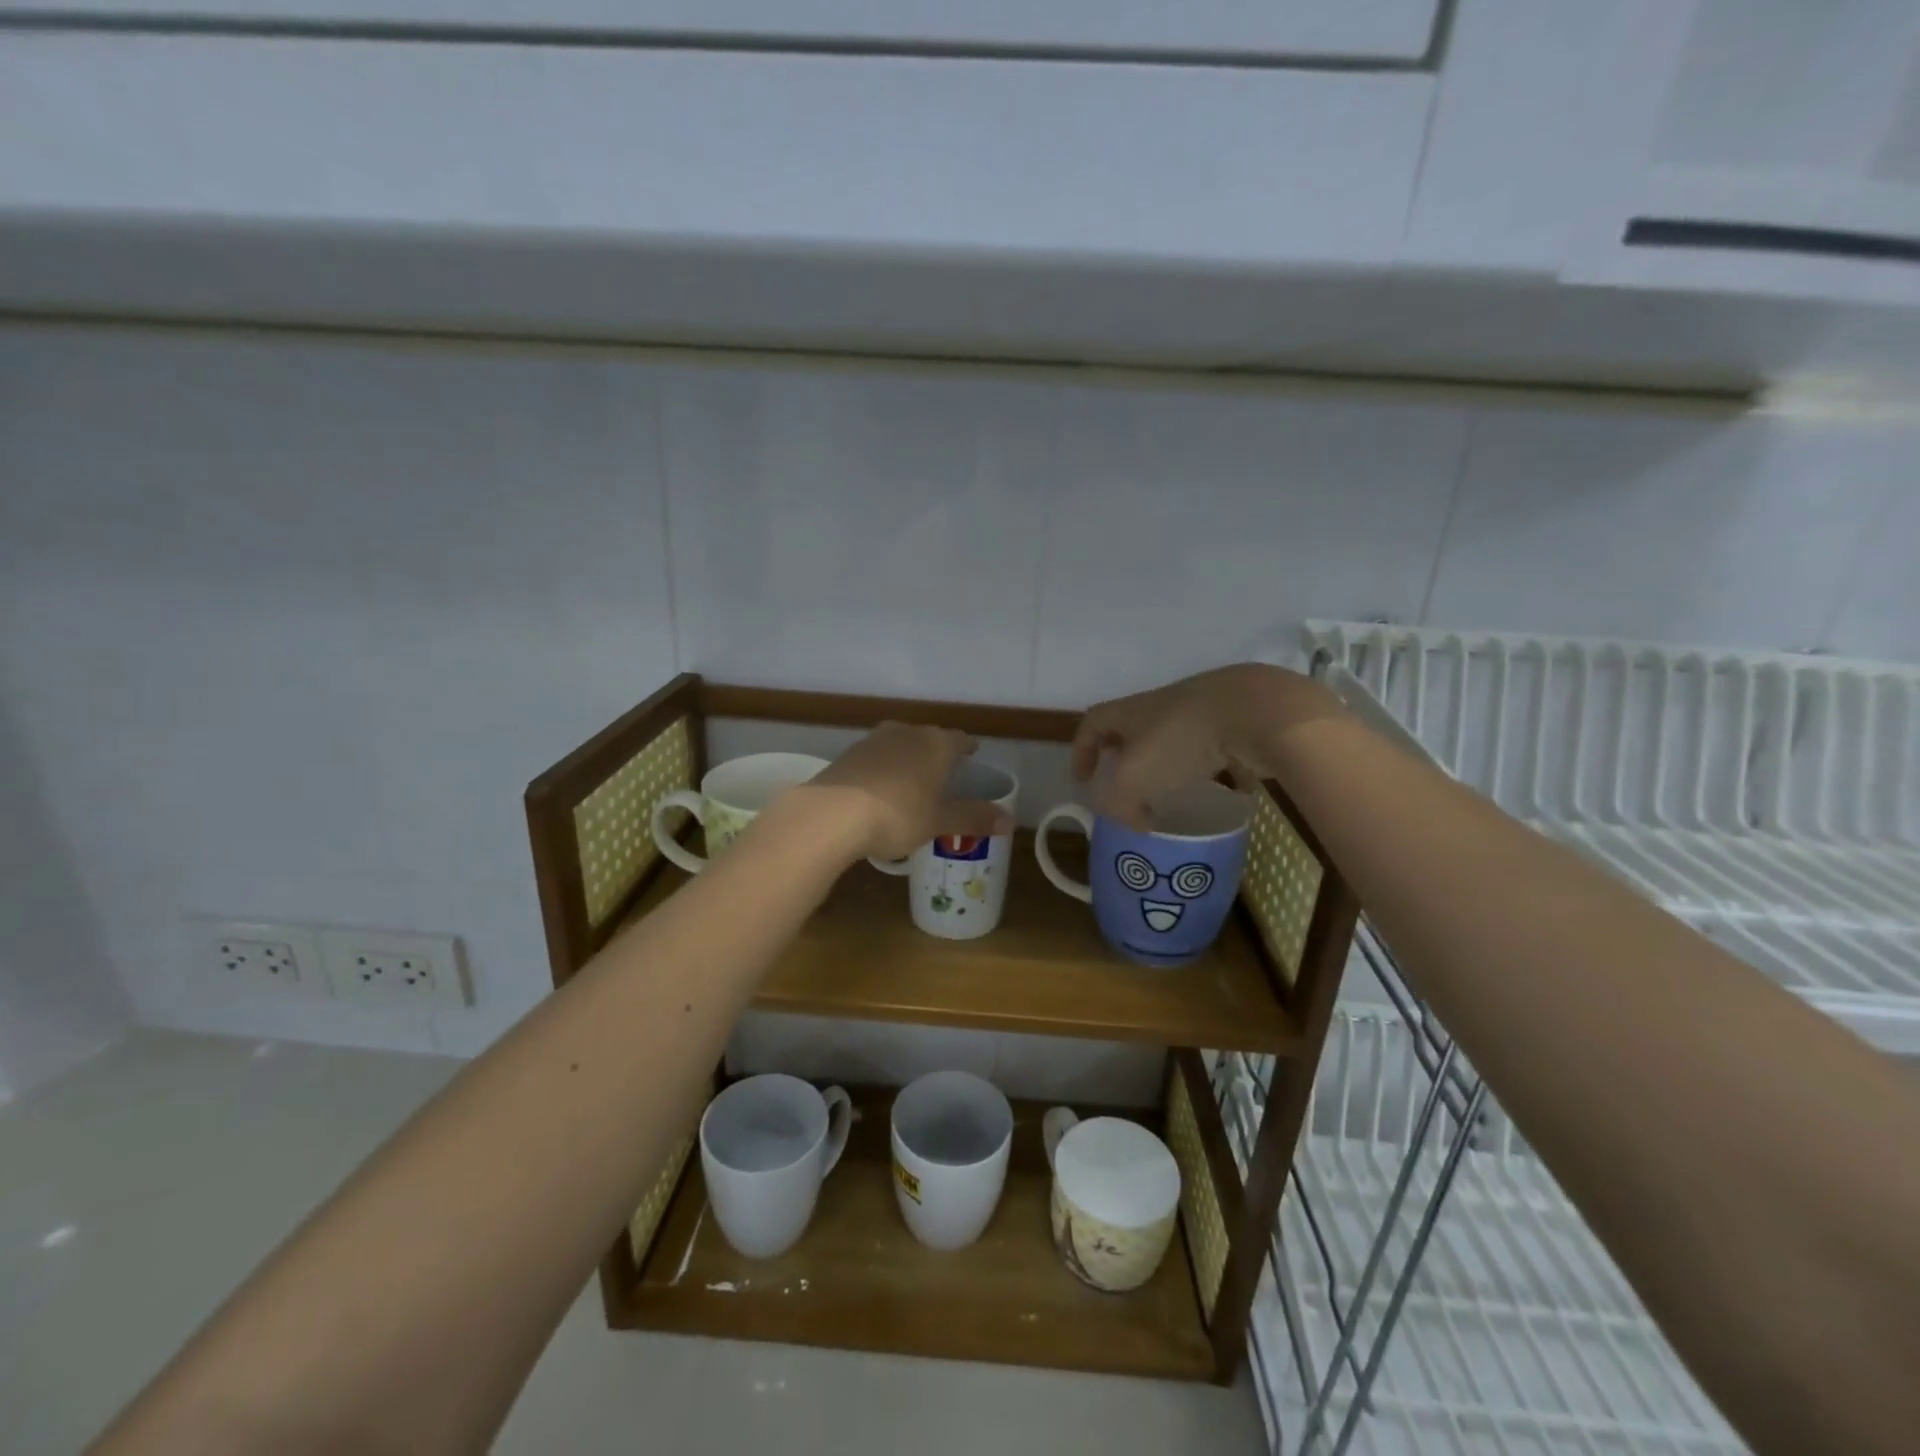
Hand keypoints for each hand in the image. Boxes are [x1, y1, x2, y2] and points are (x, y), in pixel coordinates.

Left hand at [804, 722, 1012, 861]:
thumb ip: (974, 818)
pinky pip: (875, 758)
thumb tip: (1010, 821)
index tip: (972, 756)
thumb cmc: (898, 814)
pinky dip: (882, 770)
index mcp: (936, 744)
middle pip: (928, 738)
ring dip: (907, 760)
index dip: (967, 749)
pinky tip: (879, 790)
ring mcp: (873, 741)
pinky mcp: (848, 755)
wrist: (832, 814)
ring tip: (911, 782)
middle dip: (936, 753)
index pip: (959, 740)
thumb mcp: (939, 821)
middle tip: (943, 774)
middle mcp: (906, 733)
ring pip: (899, 745)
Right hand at [1071, 664, 1342, 828]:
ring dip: (1168, 763)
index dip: (1082, 751)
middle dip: (1126, 757)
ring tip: (1173, 793)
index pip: (1092, 723)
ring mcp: (1201, 709)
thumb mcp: (1135, 779)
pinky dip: (1212, 767)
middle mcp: (1162, 705)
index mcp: (1130, 712)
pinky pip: (1214, 745)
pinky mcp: (1236, 720)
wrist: (1255, 711)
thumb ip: (1120, 805)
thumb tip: (1132, 823)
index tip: (1084, 780)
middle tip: (1128, 788)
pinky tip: (1222, 790)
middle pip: (1132, 728)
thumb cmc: (1181, 740)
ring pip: (1174, 736)